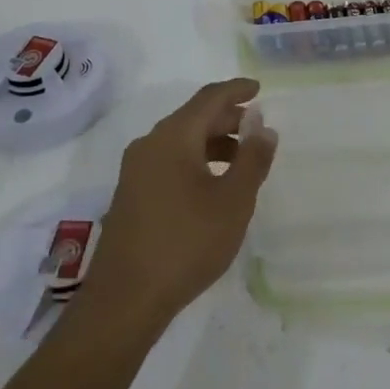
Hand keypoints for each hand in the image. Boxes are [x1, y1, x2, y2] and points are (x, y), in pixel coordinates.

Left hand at [80, 78, 278, 330]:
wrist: (125, 298)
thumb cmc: (186, 243)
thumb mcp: (233, 201)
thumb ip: (253, 159)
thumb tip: (264, 127)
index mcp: (173, 137)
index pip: (209, 98)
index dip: (236, 90)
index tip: (259, 89)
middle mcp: (150, 144)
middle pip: (193, 117)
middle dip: (227, 118)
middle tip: (257, 128)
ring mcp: (135, 170)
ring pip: (180, 141)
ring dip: (213, 142)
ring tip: (242, 160)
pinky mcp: (130, 194)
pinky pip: (168, 161)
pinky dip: (196, 160)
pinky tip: (213, 185)